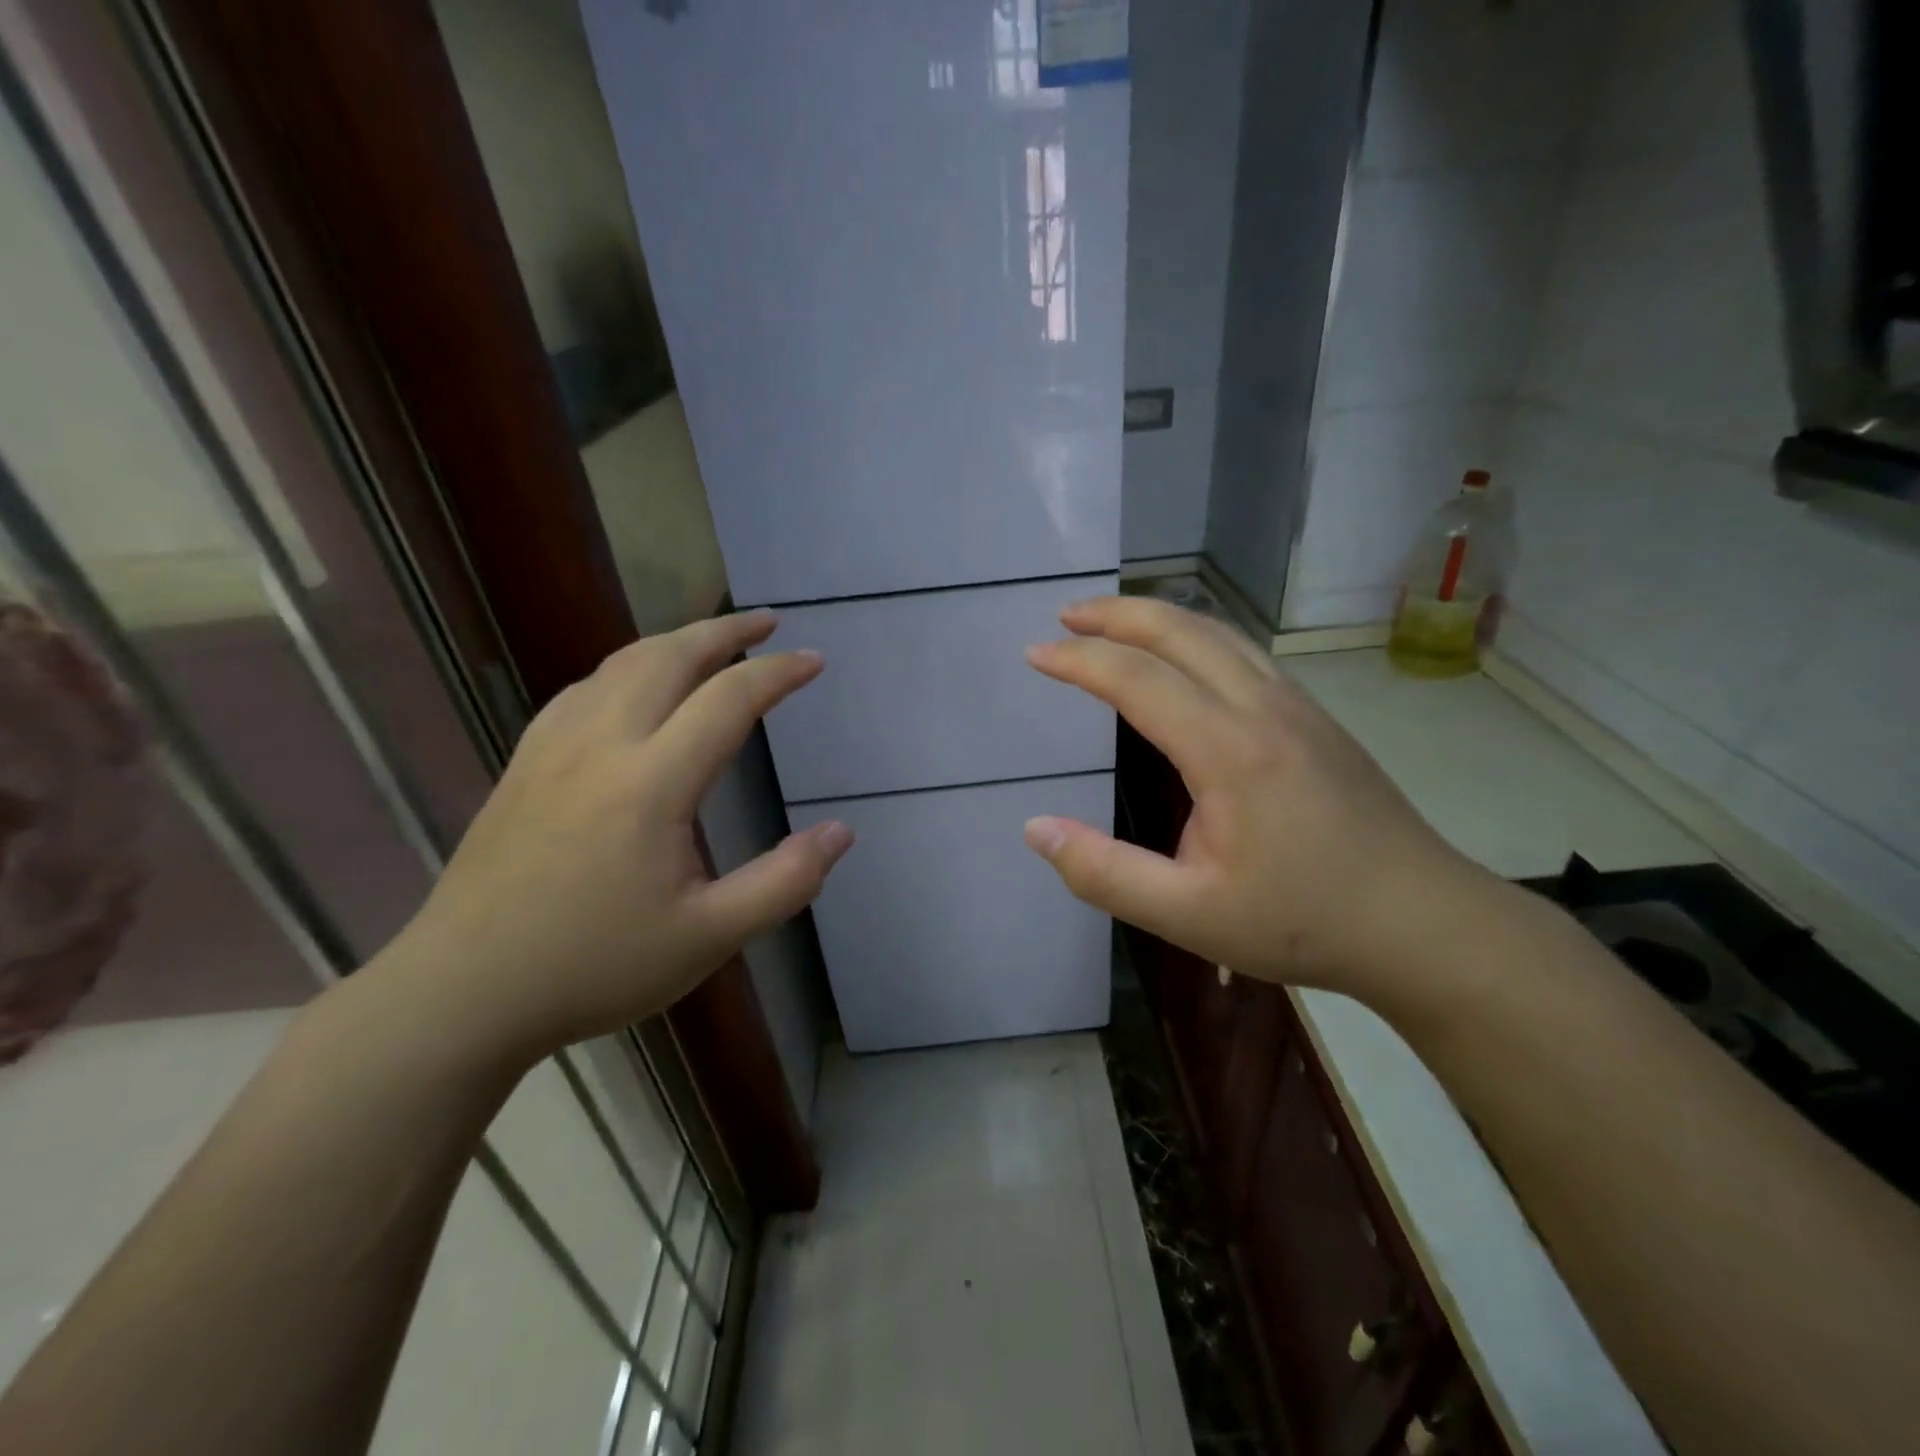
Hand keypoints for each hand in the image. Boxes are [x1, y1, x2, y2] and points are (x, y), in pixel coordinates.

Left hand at [378, 611, 850, 1059]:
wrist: (461, 993)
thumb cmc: (593, 967)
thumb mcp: (708, 938)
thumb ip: (784, 882)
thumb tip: (842, 832)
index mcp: (650, 784)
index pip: (727, 700)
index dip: (777, 673)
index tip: (813, 660)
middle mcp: (600, 746)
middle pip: (667, 657)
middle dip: (723, 631)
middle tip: (766, 622)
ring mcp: (551, 749)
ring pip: (619, 664)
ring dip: (673, 642)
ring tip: (711, 643)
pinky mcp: (523, 765)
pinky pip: (582, 690)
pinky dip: (625, 668)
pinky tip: (634, 687)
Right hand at [1023, 596, 1490, 1002]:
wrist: (1425, 923)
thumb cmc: (1303, 923)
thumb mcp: (1189, 916)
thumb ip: (1104, 873)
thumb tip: (1035, 829)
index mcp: (1229, 751)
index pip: (1137, 679)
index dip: (1078, 660)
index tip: (1034, 654)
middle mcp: (1263, 708)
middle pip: (1181, 631)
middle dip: (1116, 614)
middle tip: (1066, 614)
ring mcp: (1297, 707)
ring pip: (1219, 633)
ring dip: (1158, 617)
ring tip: (1113, 622)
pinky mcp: (1316, 718)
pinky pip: (1245, 652)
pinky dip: (1195, 636)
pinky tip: (1183, 658)